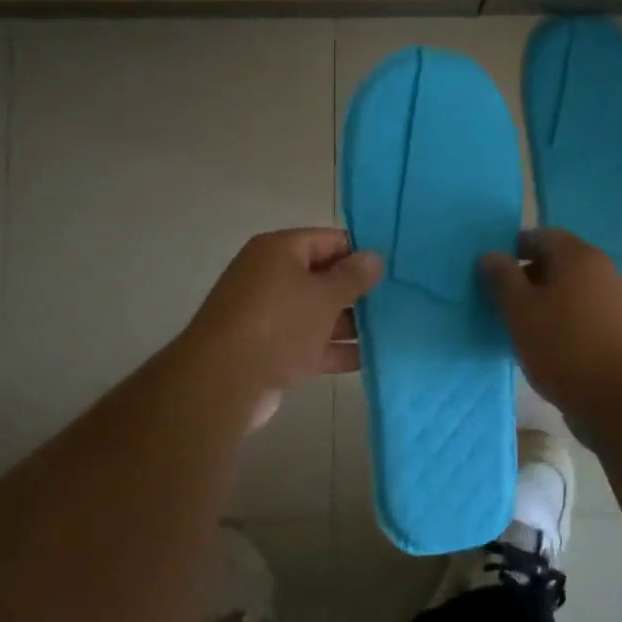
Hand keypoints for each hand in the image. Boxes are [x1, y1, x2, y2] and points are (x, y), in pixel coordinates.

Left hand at [183, 228, 381, 428]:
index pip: (328, 240)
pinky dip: (332, 349)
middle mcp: (269, 276)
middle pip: (322, 277)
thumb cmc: (278, 324)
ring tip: (391, 332)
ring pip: (315, 313)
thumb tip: (374, 257)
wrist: (223, 381)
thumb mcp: (323, 296)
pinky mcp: (267, 349)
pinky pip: (306, 342)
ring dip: (348, 324)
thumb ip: (352, 277)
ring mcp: (266, 315)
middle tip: (398, 302)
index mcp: (278, 250)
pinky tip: (368, 360)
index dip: (360, 253)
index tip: (393, 270)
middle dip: (357, 292)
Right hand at [481, 227, 621, 420]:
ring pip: (571, 289)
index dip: (514, 248)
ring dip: (546, 300)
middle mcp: (601, 269)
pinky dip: (564, 320)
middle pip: (558, 261)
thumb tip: (490, 254)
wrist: (620, 398)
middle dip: (529, 276)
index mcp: (577, 255)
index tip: (493, 271)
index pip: (541, 236)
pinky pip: (584, 312)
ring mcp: (616, 299)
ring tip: (522, 326)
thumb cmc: (562, 346)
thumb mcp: (519, 310)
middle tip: (503, 300)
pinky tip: (549, 345)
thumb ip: (502, 278)